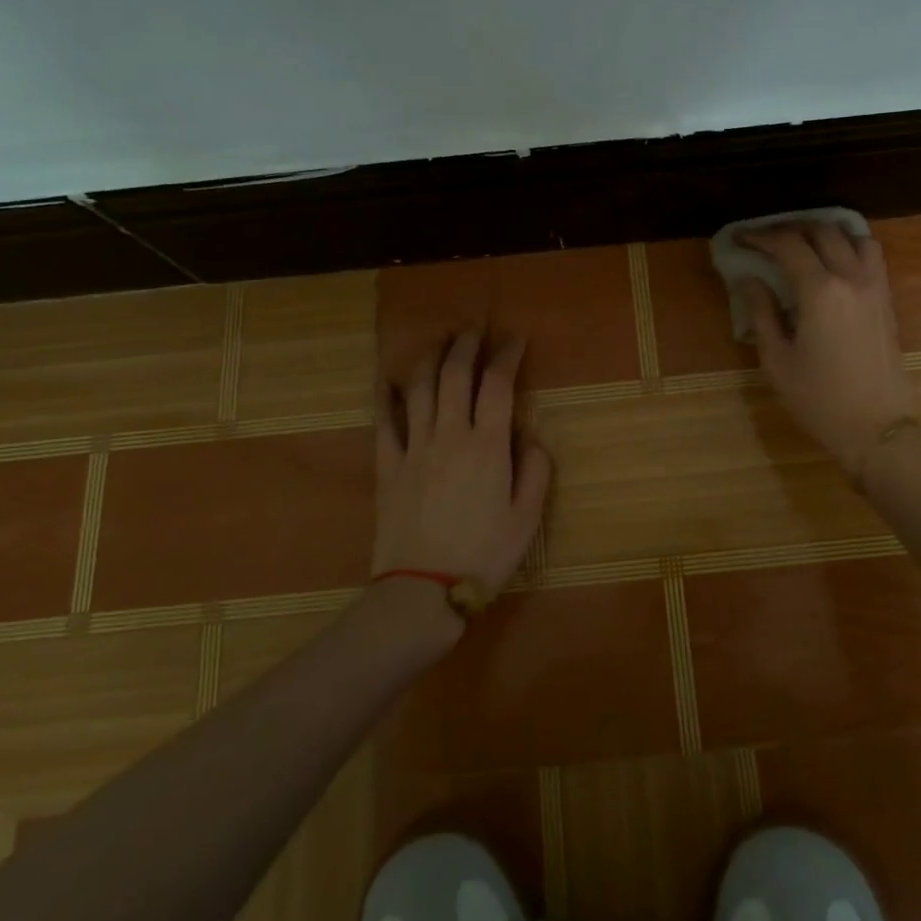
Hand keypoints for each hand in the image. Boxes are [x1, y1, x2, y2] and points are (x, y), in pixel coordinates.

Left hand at [373, 330, 552, 596]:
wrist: (423, 590)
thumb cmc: (484, 555)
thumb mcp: (527, 519)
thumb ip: (536, 471)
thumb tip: (532, 438)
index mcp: (488, 446)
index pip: (498, 385)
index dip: (507, 356)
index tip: (514, 340)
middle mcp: (450, 436)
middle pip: (455, 376)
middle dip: (466, 346)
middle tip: (475, 330)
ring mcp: (415, 448)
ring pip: (420, 389)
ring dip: (430, 358)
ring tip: (439, 342)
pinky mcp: (388, 466)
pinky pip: (385, 422)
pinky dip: (387, 397)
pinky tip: (389, 380)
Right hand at [736, 223, 914, 479]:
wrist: (876, 428)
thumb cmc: (818, 399)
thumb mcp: (777, 359)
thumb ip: (762, 312)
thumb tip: (749, 279)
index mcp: (820, 291)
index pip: (788, 245)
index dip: (760, 236)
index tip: (740, 238)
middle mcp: (852, 278)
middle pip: (822, 231)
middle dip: (790, 228)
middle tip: (766, 238)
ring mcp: (875, 287)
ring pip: (854, 236)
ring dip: (825, 231)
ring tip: (802, 242)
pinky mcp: (887, 300)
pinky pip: (871, 255)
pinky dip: (849, 245)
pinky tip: (832, 261)